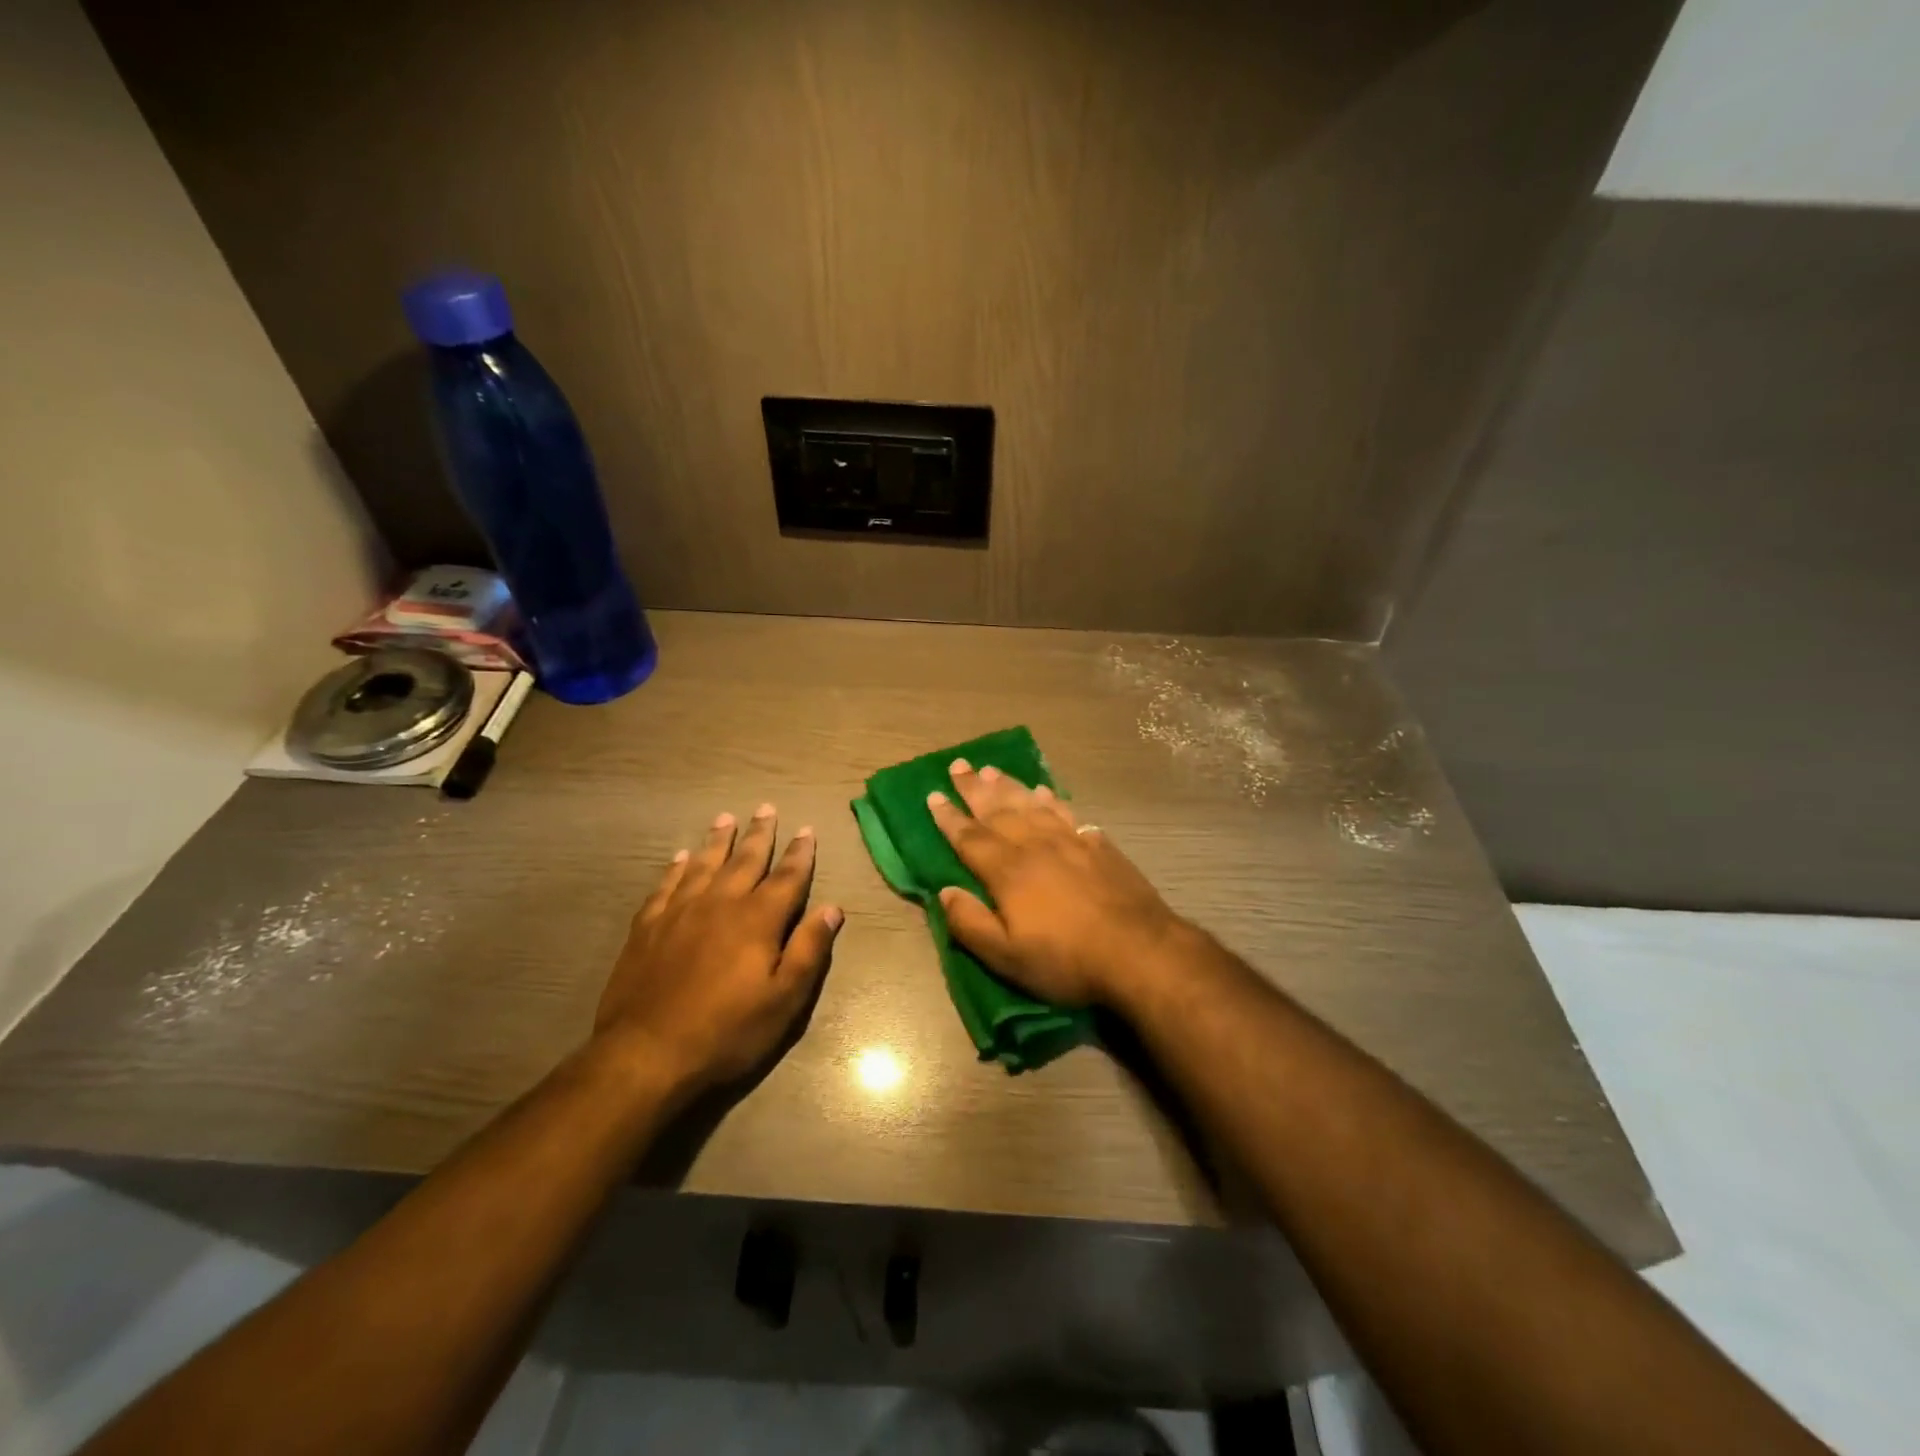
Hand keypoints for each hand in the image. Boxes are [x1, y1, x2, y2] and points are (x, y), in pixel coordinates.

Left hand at [596, 804, 842, 1093]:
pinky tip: (681, 857)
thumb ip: (809, 949)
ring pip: (704, 864)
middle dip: (760, 834)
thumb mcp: (784, 1000)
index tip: (807, 829)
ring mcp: (681, 911)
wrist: (647, 1053)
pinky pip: (666, 885)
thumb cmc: (727, 1030)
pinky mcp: (648, 926)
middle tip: (767, 808)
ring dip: (718, 840)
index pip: (787, 877)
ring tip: (726, 818)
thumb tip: (832, 908)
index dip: (800, 853)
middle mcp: (721, 903)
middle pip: (745, 859)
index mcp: (758, 919)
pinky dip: (677, 867)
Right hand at [928, 760, 1185, 1007]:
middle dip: (974, 788)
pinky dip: (1052, 799)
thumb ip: (970, 923)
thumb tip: (944, 891)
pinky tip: (1046, 792)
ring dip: (1009, 786)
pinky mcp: (1099, 845)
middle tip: (958, 765)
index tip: (933, 795)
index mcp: (1007, 871)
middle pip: (998, 810)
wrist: (1138, 951)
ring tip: (992, 770)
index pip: (969, 837)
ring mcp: (1070, 841)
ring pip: (1032, 804)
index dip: (949, 817)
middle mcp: (1035, 846)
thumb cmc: (1066, 960)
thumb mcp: (1007, 956)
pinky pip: (1068, 813)